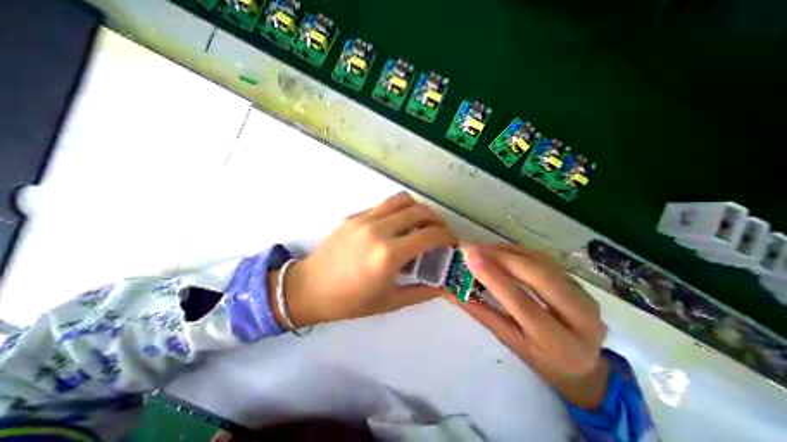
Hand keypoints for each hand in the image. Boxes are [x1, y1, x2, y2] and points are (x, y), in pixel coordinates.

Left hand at [275, 192, 459, 327]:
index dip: (447, 236)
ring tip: (422, 223)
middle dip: (437, 219)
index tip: (453, 241)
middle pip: (419, 211)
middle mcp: (378, 230)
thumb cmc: (350, 301)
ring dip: (418, 208)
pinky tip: (397, 226)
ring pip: (401, 200)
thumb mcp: (390, 302)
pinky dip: (399, 211)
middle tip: (440, 231)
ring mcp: (364, 219)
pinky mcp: (354, 215)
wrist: (309, 288)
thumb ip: (422, 292)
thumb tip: (445, 286)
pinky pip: (384, 205)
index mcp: (388, 255)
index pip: (429, 235)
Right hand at [456, 243, 606, 408]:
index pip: (523, 305)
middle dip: (503, 258)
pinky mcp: (578, 282)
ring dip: (508, 251)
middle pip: (539, 277)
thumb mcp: (510, 342)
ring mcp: (584, 296)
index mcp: (560, 344)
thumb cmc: (541, 358)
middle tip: (474, 249)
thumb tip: (452, 292)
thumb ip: (482, 314)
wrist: (582, 364)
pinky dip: (519, 251)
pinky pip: (545, 259)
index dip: (495, 279)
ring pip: (542, 263)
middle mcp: (581, 318)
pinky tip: (500, 250)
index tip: (471, 259)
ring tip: (482, 248)